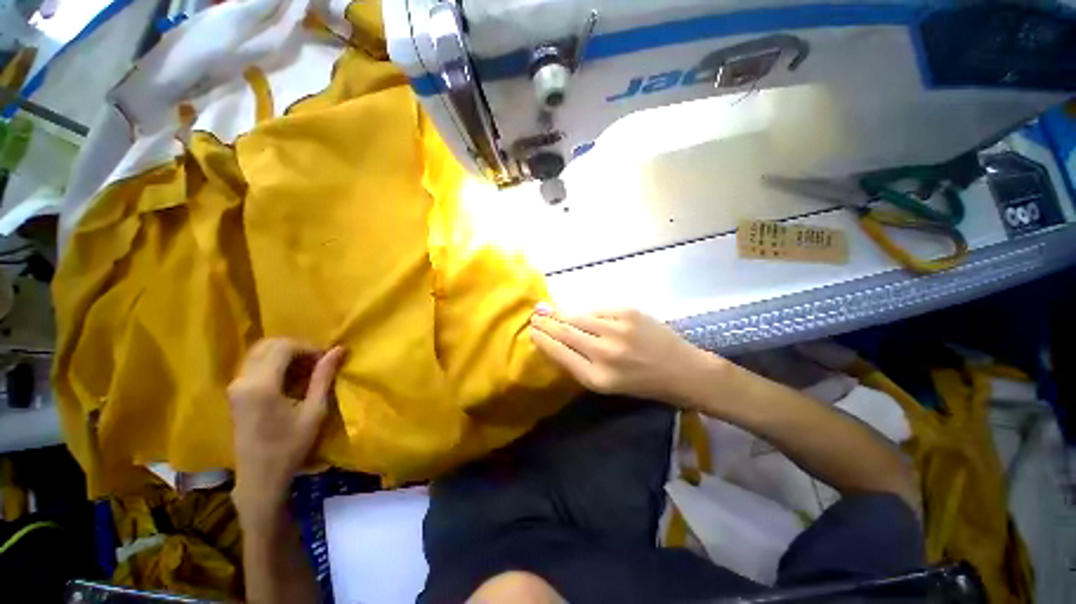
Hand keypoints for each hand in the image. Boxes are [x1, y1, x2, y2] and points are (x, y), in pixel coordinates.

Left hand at [227, 338, 345, 518]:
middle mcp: (242, 380)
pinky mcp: (235, 392)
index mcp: (261, 385)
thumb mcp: (314, 411)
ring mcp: (235, 386)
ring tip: (306, 370)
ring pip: (260, 352)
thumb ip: (324, 377)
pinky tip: (291, 379)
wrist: (260, 477)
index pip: (284, 347)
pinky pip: (255, 364)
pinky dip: (275, 363)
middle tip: (318, 363)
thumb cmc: (290, 447)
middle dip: (297, 348)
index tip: (327, 360)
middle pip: (269, 345)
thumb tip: (339, 349)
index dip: (309, 348)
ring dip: (286, 355)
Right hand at [529, 305, 719, 406]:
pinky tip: (578, 313)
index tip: (531, 331)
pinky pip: (597, 310)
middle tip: (533, 316)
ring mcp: (617, 329)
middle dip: (546, 323)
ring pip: (578, 317)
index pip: (560, 353)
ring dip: (560, 314)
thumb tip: (557, 342)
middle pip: (565, 332)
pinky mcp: (628, 312)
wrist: (683, 369)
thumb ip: (581, 364)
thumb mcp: (608, 385)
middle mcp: (604, 352)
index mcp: (598, 378)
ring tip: (546, 310)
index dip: (543, 340)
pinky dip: (585, 312)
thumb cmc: (644, 384)